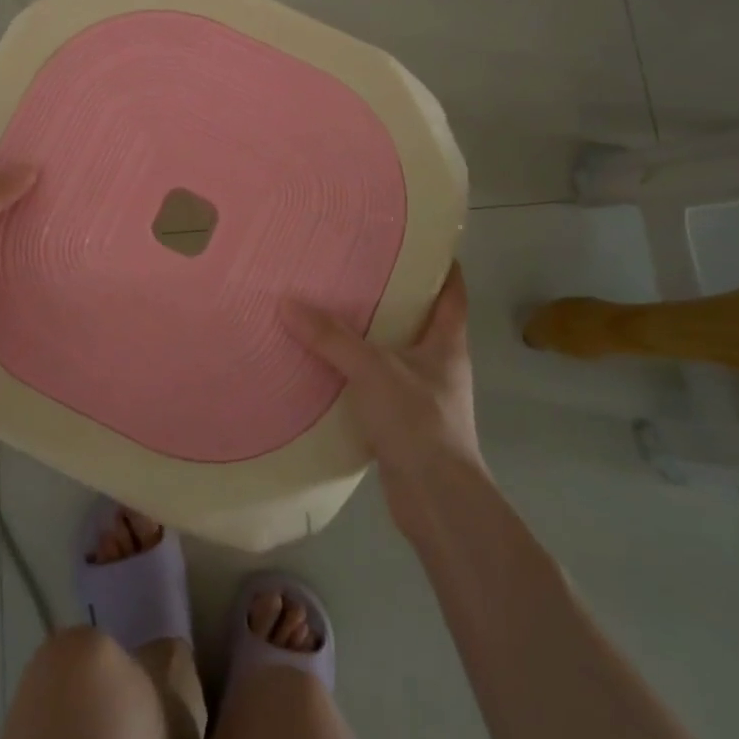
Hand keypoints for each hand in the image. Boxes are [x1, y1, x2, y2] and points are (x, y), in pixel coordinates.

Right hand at [284, 264, 482, 516]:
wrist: (438, 500)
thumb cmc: (419, 422)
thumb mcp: (373, 370)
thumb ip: (331, 337)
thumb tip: (287, 302)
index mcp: (447, 341)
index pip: (451, 289)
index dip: (437, 261)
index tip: (408, 238)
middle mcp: (439, 363)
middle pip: (417, 317)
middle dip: (388, 294)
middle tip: (349, 268)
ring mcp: (423, 394)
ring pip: (393, 351)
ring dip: (367, 334)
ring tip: (328, 308)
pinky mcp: (403, 421)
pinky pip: (376, 383)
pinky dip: (355, 372)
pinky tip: (324, 363)